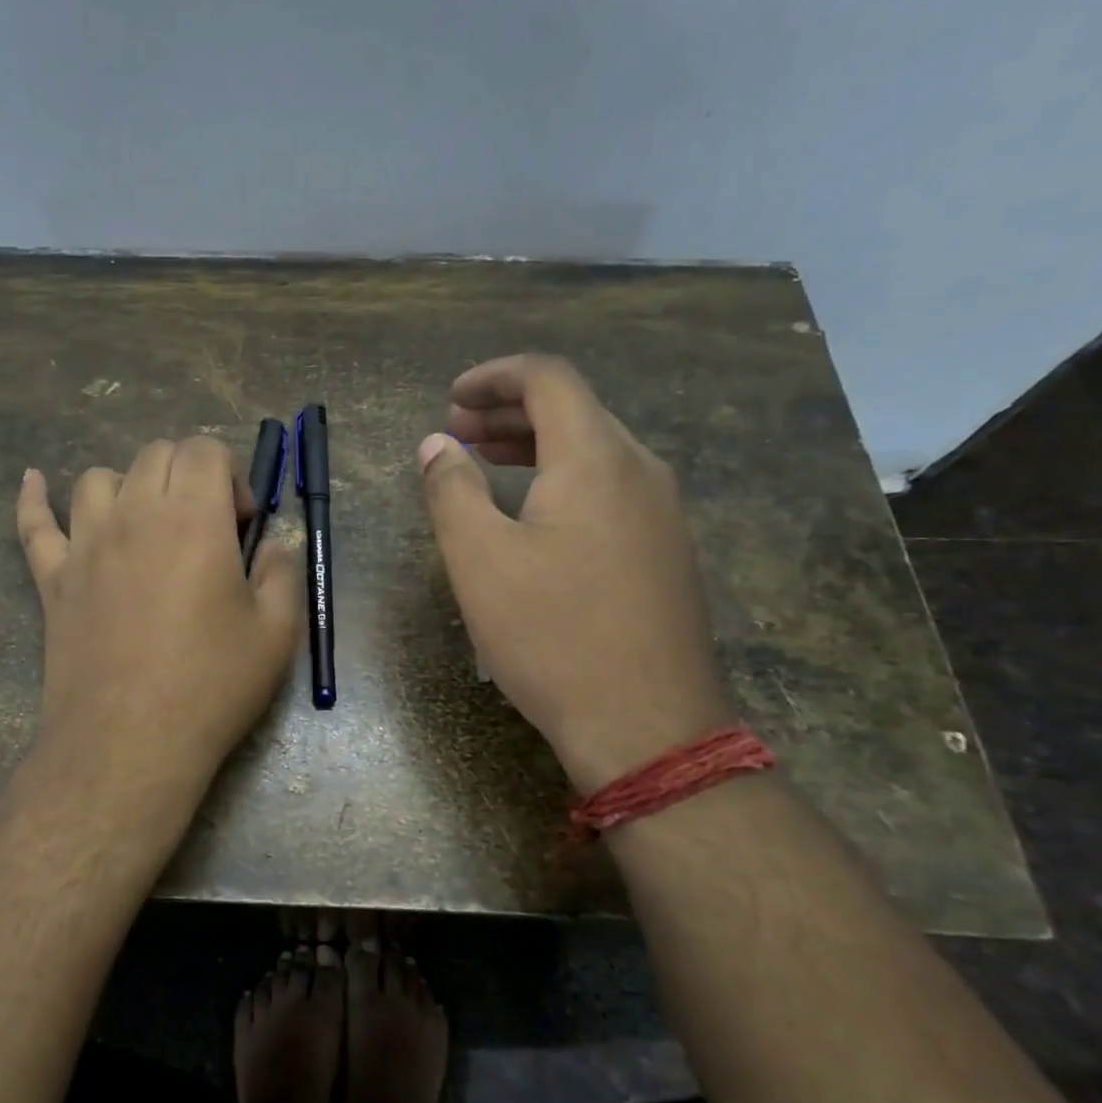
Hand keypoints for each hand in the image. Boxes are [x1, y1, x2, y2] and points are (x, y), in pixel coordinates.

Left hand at [16, 436, 302, 804]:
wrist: (130, 743)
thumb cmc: (211, 686)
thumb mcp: (278, 632)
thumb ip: (283, 572)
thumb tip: (272, 545)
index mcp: (193, 518)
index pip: (204, 449)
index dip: (232, 476)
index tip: (242, 525)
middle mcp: (134, 514)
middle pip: (155, 455)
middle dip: (189, 475)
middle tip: (206, 528)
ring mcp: (84, 544)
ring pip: (99, 479)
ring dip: (131, 487)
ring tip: (149, 525)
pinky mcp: (52, 579)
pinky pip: (34, 524)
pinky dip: (34, 498)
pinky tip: (34, 481)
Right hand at [417, 355, 732, 793]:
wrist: (647, 726)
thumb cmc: (552, 636)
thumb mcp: (480, 560)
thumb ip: (451, 489)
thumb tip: (435, 444)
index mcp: (595, 458)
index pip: (548, 379)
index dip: (494, 376)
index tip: (451, 399)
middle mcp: (640, 470)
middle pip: (574, 409)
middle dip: (508, 410)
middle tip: (454, 432)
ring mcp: (663, 511)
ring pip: (594, 449)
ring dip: (535, 444)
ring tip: (484, 462)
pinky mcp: (666, 549)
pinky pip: (610, 486)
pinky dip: (562, 478)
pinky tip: (532, 513)